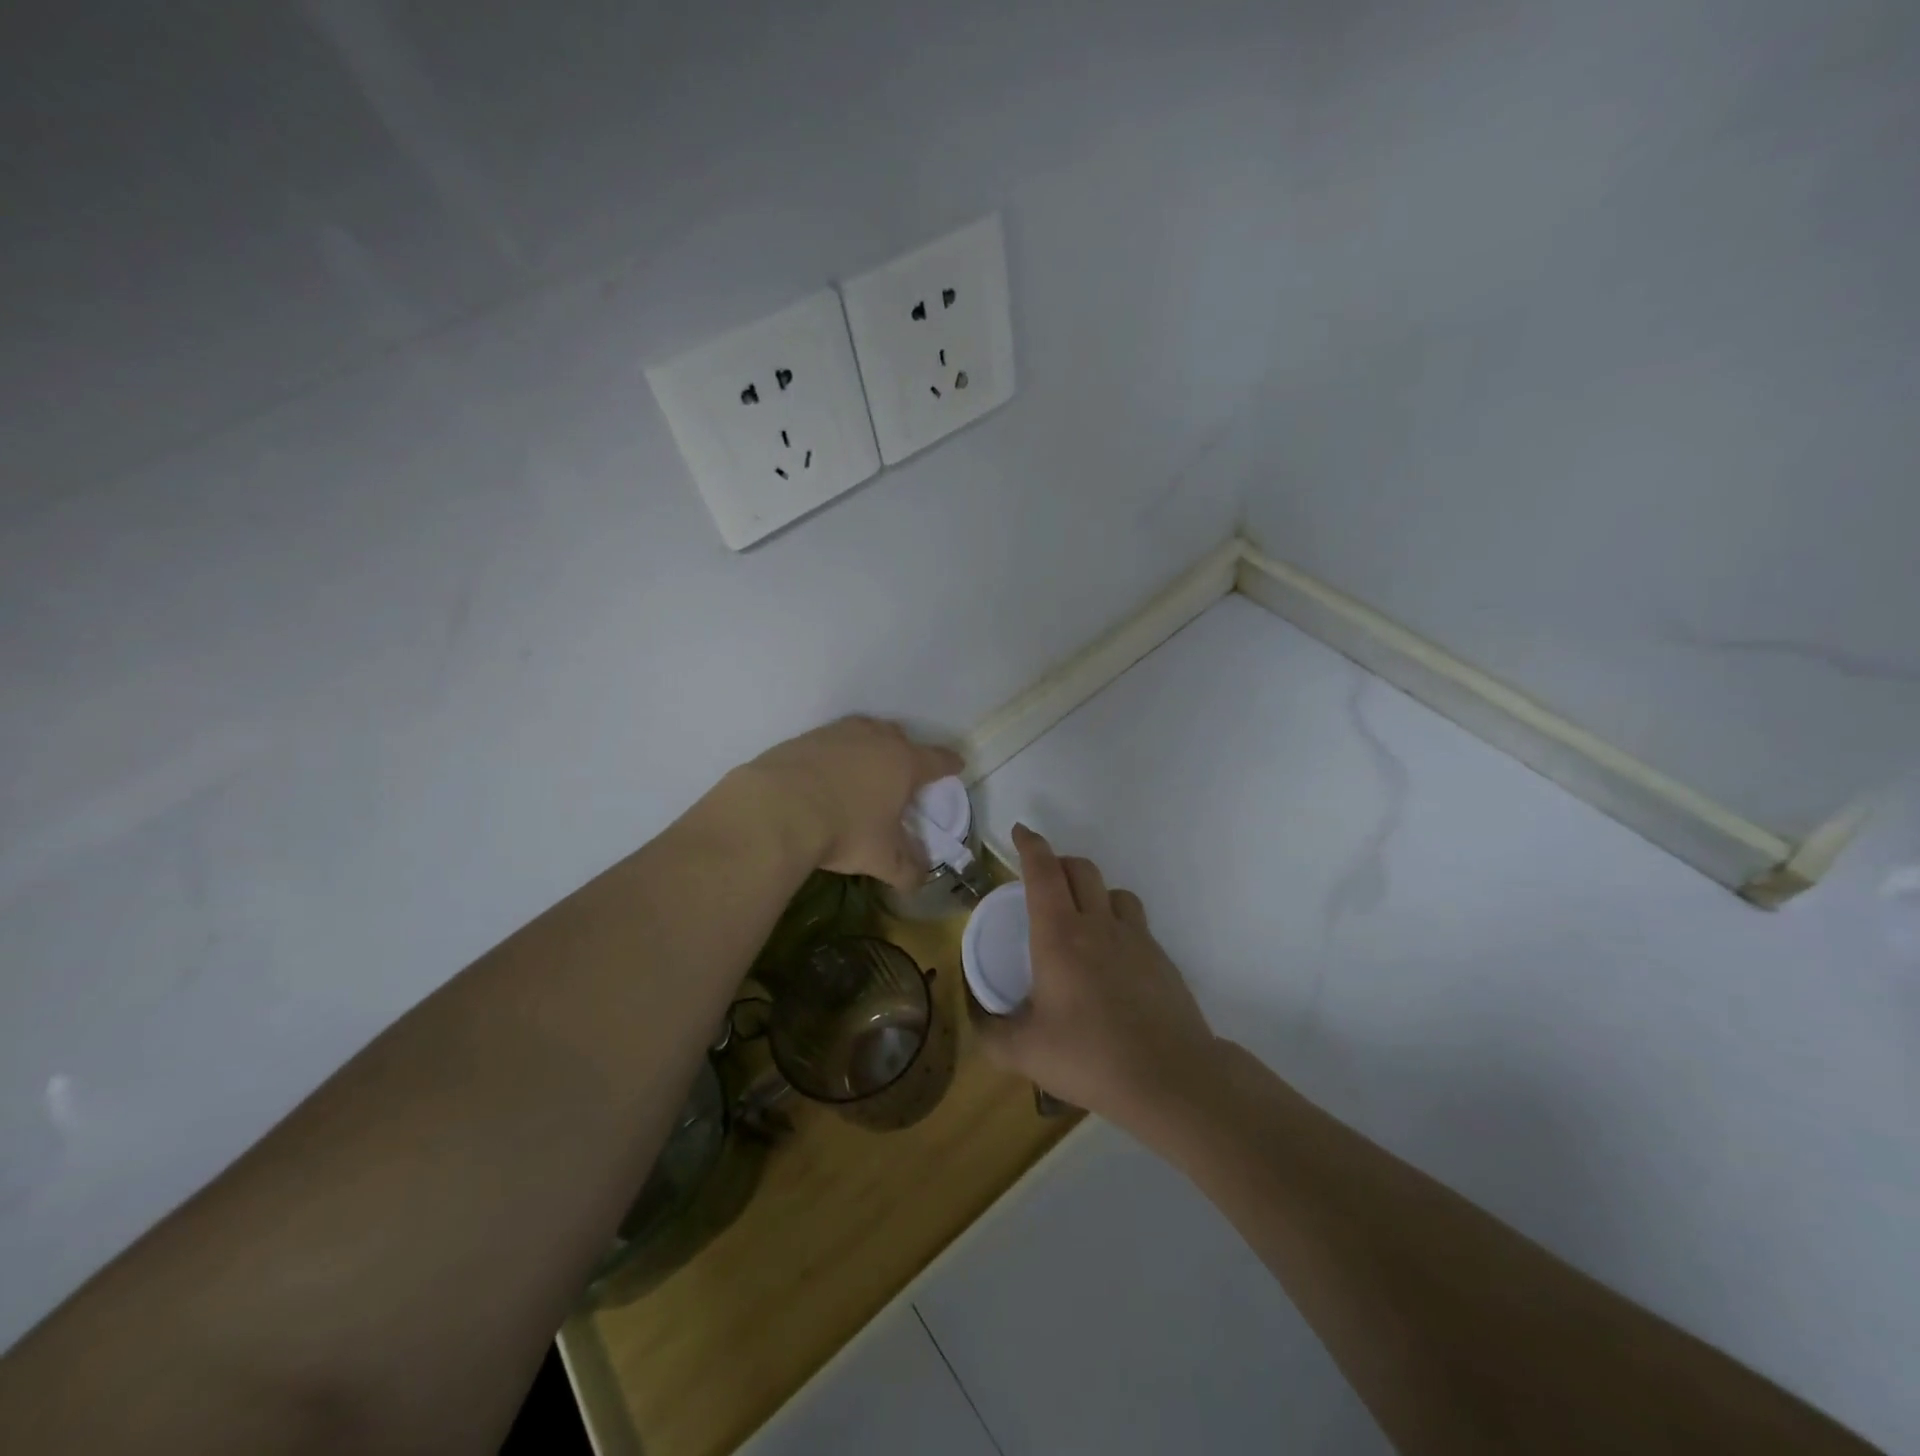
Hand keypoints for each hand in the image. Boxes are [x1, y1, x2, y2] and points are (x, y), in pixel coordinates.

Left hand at [734, 717, 963, 889]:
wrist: (776, 809)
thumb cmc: (844, 830)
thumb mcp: (881, 858)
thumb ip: (906, 869)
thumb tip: (919, 881)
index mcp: (904, 763)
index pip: (937, 759)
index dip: (949, 764)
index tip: (957, 765)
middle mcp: (875, 739)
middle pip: (900, 737)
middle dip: (906, 751)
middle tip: (904, 772)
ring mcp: (837, 734)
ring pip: (864, 732)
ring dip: (869, 746)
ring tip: (864, 768)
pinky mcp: (804, 738)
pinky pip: (830, 741)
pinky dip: (835, 754)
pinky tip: (825, 775)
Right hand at [975, 824, 1216, 1126]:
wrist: (1169, 1078)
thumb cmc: (1089, 1057)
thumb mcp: (1024, 1052)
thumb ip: (991, 1032)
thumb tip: (976, 1016)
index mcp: (1059, 935)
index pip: (1043, 872)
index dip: (1030, 845)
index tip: (1020, 831)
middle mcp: (1098, 925)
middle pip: (1080, 868)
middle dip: (1058, 862)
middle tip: (1042, 880)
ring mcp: (1135, 939)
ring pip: (1113, 890)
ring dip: (1092, 889)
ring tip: (1080, 914)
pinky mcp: (1160, 958)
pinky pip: (1135, 921)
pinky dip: (1117, 920)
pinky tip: (1111, 957)